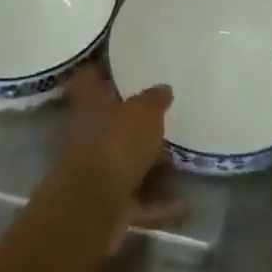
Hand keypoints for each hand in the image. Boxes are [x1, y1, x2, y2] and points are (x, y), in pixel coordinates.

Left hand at [57, 67, 184, 248]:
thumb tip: (163, 88)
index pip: (89, 76)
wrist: (93, 206)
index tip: (124, 65)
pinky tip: (184, 203)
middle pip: (106, 118)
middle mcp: (87, 132)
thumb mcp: (144, 112)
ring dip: (144, 160)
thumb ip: (155, 99)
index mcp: (90, 102)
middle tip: (159, 110)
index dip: (102, 69)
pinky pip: (136, 197)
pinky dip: (157, 202)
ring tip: (176, 155)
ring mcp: (94, 168)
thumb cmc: (116, 143)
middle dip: (128, 117)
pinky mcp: (106, 201)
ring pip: (121, 157)